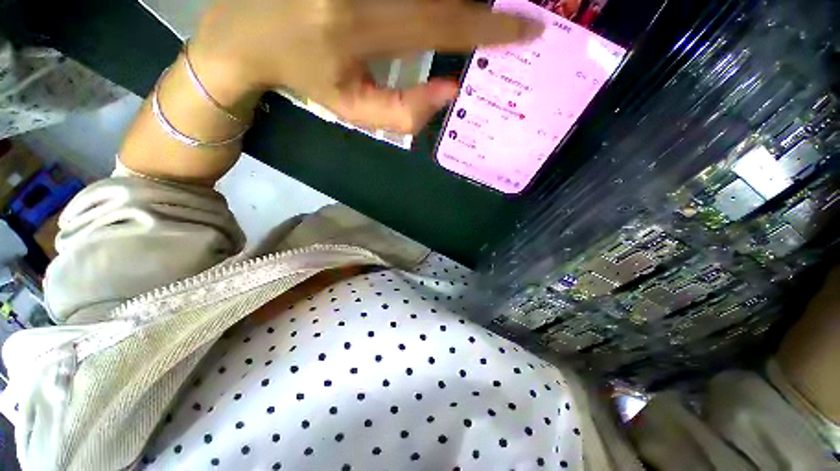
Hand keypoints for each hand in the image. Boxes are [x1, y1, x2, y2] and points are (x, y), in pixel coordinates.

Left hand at [191, 0, 543, 133]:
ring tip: (471, 13)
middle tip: (504, 15)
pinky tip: (429, 12)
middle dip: (479, 2)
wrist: (244, 34)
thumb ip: (403, 113)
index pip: (442, 24)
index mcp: (357, 27)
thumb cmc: (305, 77)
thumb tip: (450, 92)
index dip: (490, 26)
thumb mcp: (354, 111)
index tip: (525, 28)